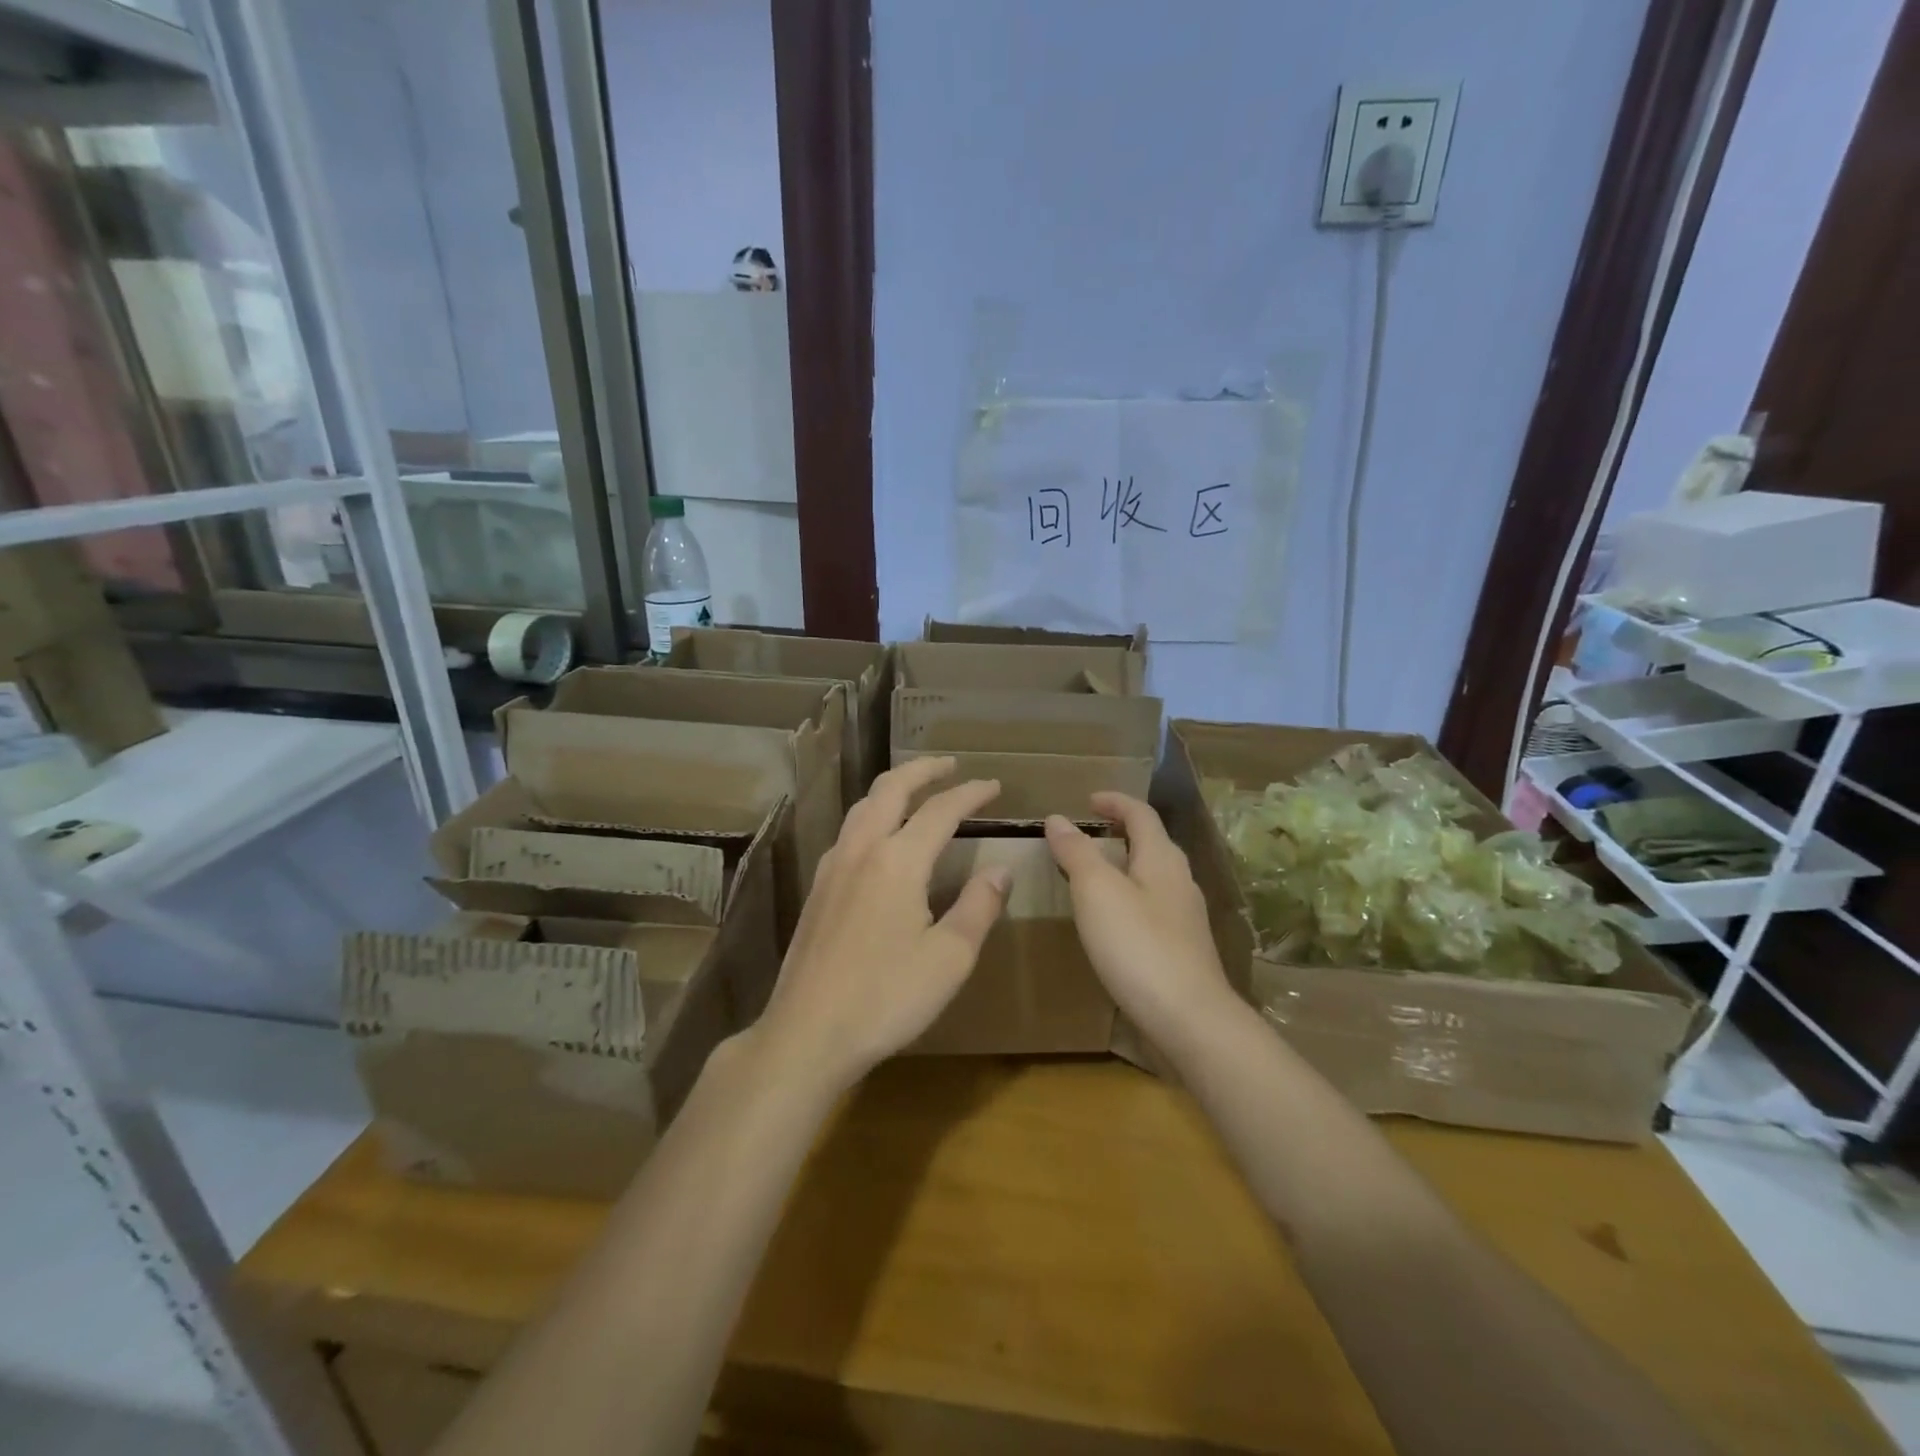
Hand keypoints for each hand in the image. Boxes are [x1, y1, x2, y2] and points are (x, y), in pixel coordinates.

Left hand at [753, 757, 1009, 1087]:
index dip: (970, 793)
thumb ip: (979, 906)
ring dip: (893, 789)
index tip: (994, 785)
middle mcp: (861, 850)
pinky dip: (872, 815)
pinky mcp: (817, 889)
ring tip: (916, 791)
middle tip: (951, 765)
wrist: (807, 1033)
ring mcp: (832, 867)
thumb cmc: (886, 998)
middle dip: (923, 770)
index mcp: (898, 860)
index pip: (941, 810)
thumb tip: (1000, 870)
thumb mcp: (950, 957)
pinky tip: (879, 838)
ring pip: (863, 807)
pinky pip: (848, 832)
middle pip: (891, 789)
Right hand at [1045, 793, 1236, 1045]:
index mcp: (1162, 859)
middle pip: (1152, 843)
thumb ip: (1077, 852)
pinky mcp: (1184, 948)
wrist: (1190, 1019)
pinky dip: (1129, 897)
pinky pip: (1153, 906)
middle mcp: (1180, 881)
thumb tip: (1058, 818)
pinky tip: (1114, 921)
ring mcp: (1186, 917)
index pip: (1141, 814)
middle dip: (1121, 832)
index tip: (1087, 801)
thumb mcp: (1096, 892)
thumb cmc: (1138, 946)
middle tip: (1088, 835)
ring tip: (1093, 876)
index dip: (1114, 802)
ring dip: (1125, 865)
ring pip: (1154, 876)